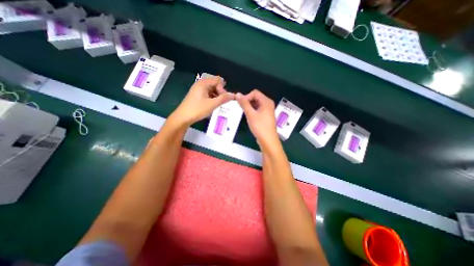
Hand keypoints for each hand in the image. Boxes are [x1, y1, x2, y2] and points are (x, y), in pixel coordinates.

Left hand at [171, 76, 235, 126]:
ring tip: (218, 105)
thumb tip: (234, 95)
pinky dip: (212, 98)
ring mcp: (198, 90)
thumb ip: (223, 99)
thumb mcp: (212, 104)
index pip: (218, 81)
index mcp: (203, 83)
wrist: (183, 117)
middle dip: (220, 93)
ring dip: (217, 96)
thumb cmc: (197, 109)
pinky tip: (213, 105)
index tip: (223, 99)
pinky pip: (208, 94)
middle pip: (215, 84)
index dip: (223, 89)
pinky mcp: (197, 95)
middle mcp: (200, 84)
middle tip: (222, 102)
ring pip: (212, 90)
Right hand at [236, 91, 277, 145]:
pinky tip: (249, 116)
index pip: (255, 93)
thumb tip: (238, 94)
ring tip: (244, 113)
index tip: (240, 104)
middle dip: (248, 101)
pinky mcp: (266, 116)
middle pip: (256, 98)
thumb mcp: (250, 114)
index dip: (246, 96)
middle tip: (241, 109)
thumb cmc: (260, 126)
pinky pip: (258, 110)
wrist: (268, 140)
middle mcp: (268, 104)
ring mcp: (268, 111)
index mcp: (266, 101)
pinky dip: (253, 111)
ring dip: (249, 107)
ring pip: (257, 104)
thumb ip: (244, 103)